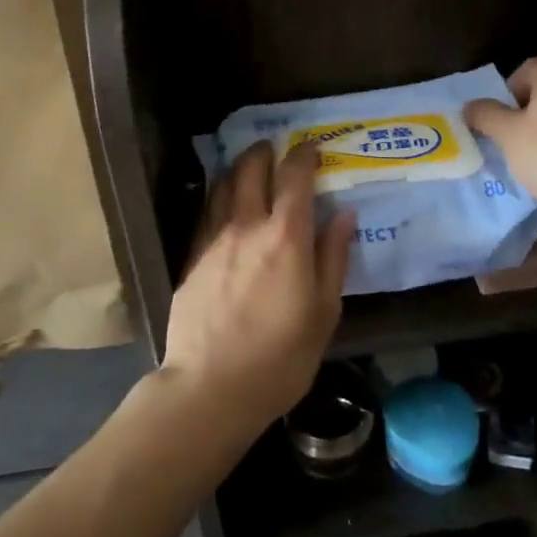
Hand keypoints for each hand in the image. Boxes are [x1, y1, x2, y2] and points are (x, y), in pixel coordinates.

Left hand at [163, 142, 353, 441]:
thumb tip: (344, 214)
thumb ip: (333, 257)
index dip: (304, 155)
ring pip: (223, 183)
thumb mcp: (323, 313)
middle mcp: (247, 224)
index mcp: (286, 236)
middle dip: (266, 152)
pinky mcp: (192, 255)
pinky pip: (206, 209)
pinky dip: (218, 194)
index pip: (294, 176)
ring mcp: (214, 238)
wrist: (210, 386)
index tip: (313, 149)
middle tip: (276, 150)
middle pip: (252, 168)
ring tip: (249, 167)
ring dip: (239, 168)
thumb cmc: (280, 357)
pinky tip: (223, 201)